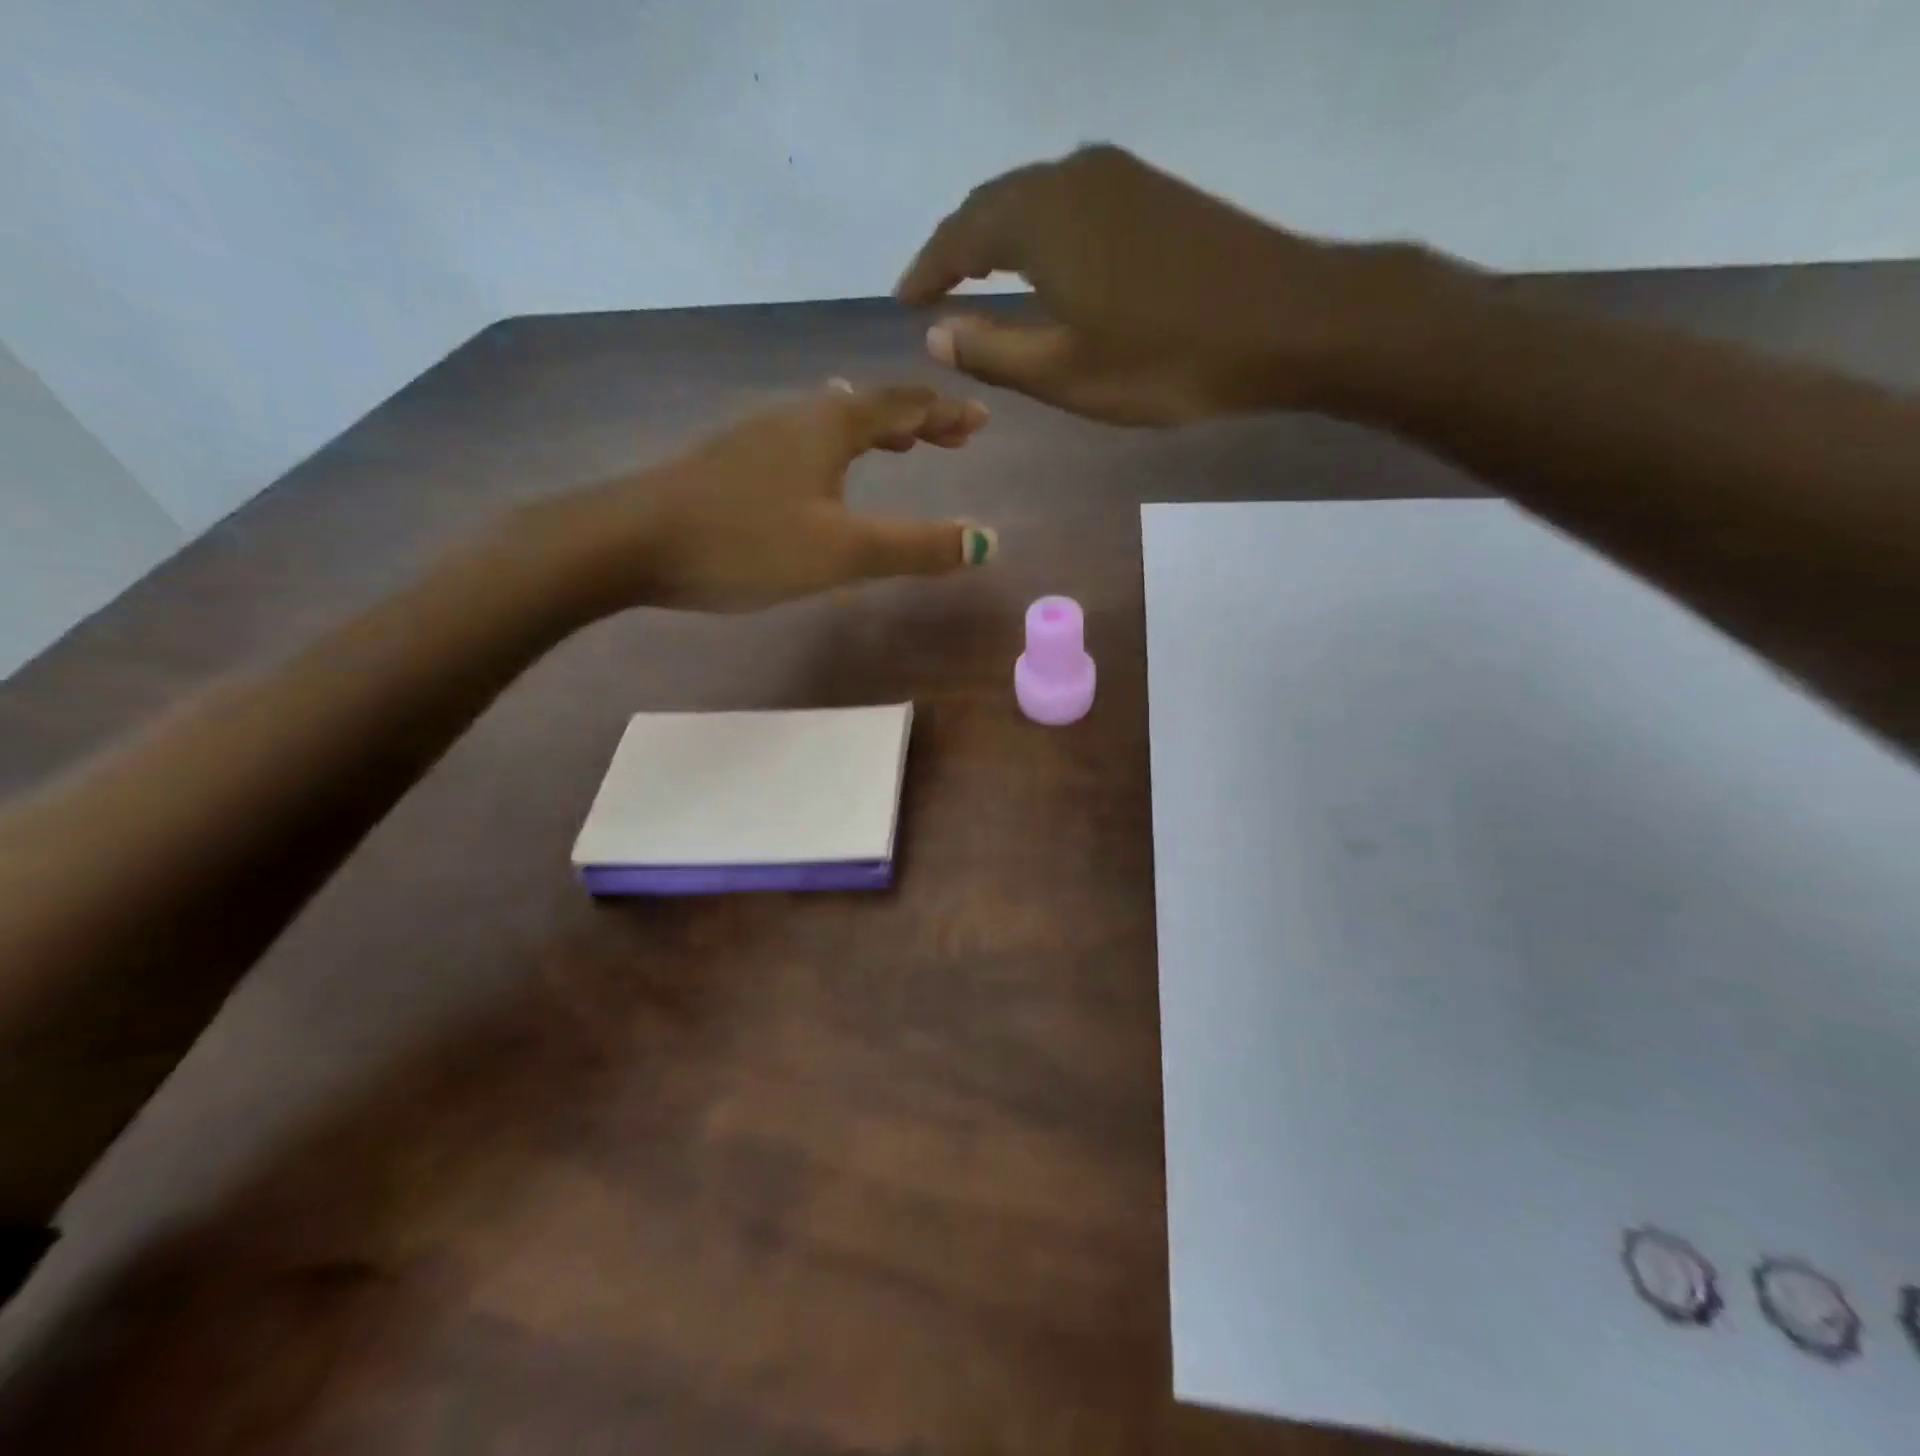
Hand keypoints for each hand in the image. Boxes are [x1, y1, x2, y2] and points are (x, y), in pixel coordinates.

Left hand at [543, 380, 997, 613]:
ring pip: (830, 421)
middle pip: (868, 406)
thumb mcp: (842, 551)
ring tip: (896, 446)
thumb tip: (988, 541)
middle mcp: (795, 417)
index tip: (980, 419)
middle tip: (950, 436)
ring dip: (873, 431)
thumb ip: (916, 548)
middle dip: (914, 420)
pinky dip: (835, 450)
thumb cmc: (746, 541)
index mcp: (829, 426)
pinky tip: (820, 472)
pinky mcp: (730, 462)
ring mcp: (756, 436)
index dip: (945, 413)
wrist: (630, 541)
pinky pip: (802, 442)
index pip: (903, 405)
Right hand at [895, 144, 1470, 424]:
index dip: (927, 268)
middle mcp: (1074, 177)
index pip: (961, 234)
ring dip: (999, 236)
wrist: (1286, 321)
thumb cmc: (1165, 360)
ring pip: (1035, 198)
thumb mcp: (1066, 374)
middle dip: (958, 246)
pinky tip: (1043, 263)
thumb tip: (935, 335)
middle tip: (934, 288)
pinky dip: (1040, 231)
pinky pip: (1072, 202)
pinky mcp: (1153, 191)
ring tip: (977, 277)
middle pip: (995, 203)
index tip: (904, 299)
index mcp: (1042, 219)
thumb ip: (993, 353)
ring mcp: (1120, 177)